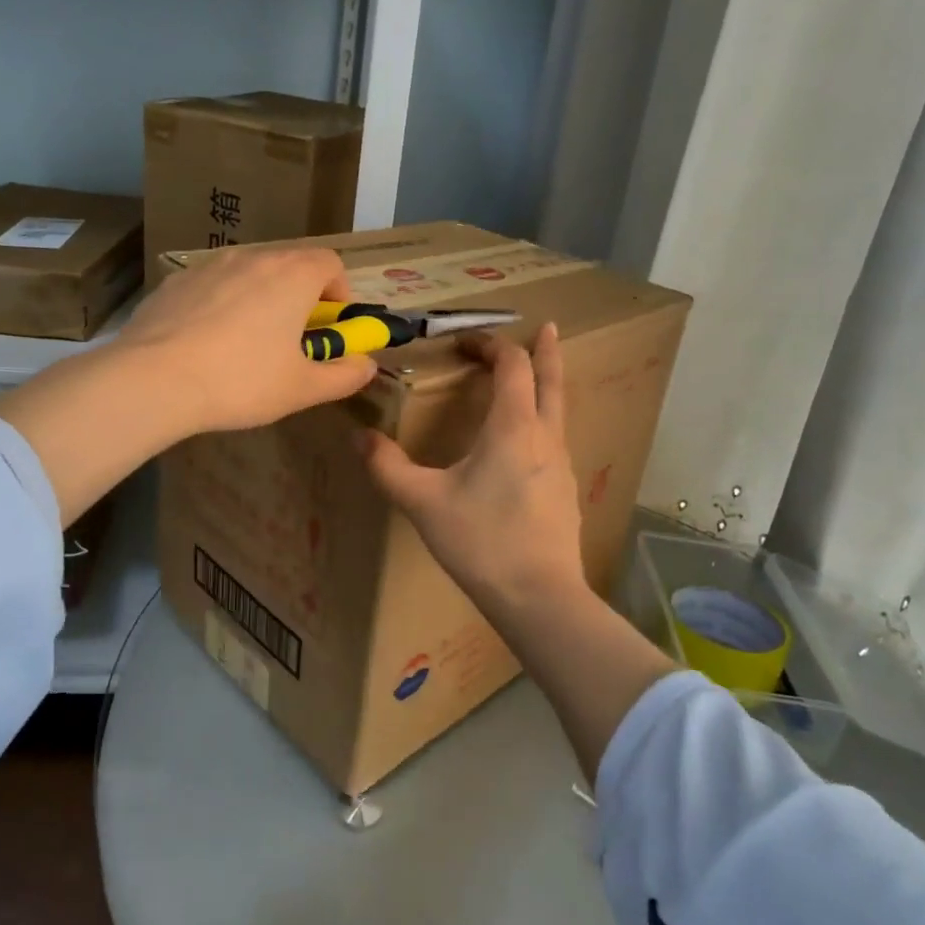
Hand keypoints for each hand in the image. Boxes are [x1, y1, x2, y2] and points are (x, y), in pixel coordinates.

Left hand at [117, 247, 379, 435]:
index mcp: (292, 276)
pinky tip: (207, 344)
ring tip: (248, 344)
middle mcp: (253, 258)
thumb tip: (367, 366)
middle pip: (290, 265)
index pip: (330, 262)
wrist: (152, 380)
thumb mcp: (303, 389)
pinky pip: (213, 286)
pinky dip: (222, 305)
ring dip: (261, 299)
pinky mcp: (175, 282)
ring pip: (249, 274)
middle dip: (301, 298)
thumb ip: (344, 376)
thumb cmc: (241, 382)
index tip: (331, 326)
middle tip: (294, 340)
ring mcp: (209, 266)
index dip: (340, 292)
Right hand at [360, 324, 587, 619]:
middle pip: (552, 379)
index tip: (466, 341)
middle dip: (546, 351)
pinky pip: (556, 440)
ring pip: (558, 410)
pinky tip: (527, 444)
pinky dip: (544, 421)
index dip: (492, 345)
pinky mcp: (565, 491)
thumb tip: (358, 437)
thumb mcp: (424, 503)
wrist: (540, 597)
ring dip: (546, 386)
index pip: (512, 365)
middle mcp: (545, 436)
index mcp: (514, 427)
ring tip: (532, 380)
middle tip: (546, 327)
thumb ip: (388, 467)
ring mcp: (562, 464)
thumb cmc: (482, 542)